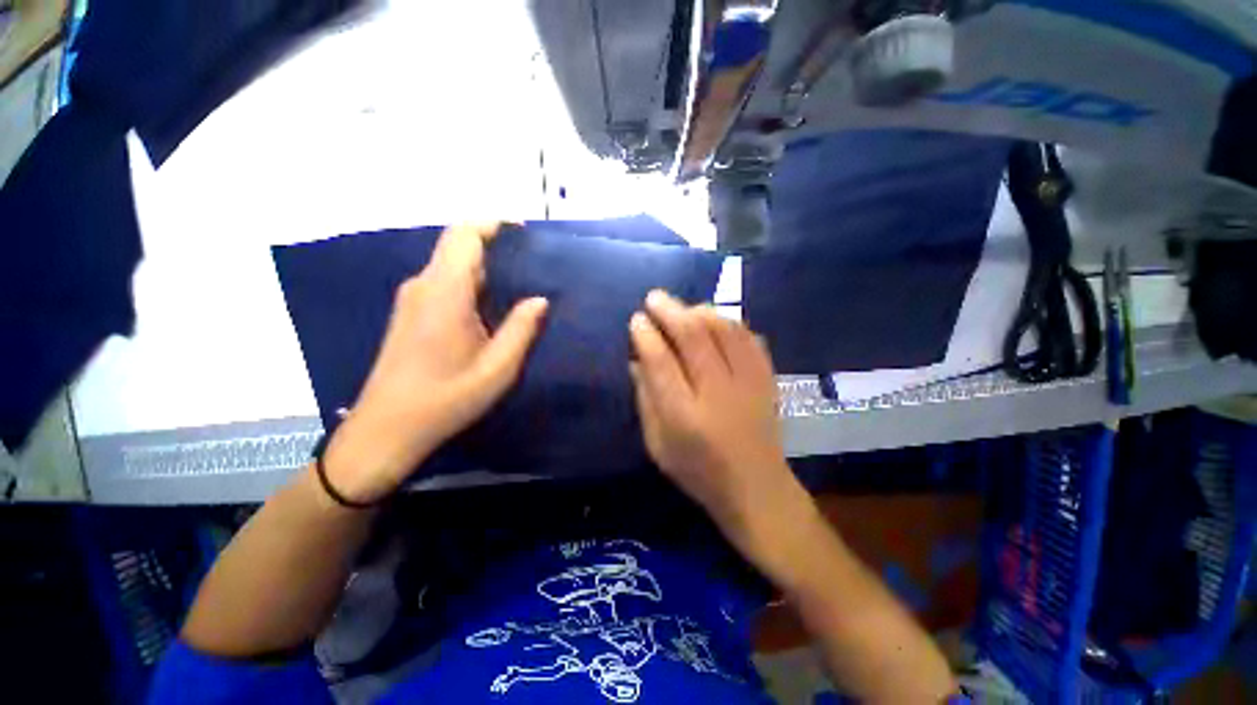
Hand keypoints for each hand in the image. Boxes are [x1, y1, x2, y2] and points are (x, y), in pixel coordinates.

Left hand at [323, 223, 548, 502]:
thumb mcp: (497, 369)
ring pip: (452, 265)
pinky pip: (445, 282)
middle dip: (495, 245)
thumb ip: (521, 329)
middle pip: (458, 246)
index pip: (464, 235)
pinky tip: (492, 305)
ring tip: (520, 283)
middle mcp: (424, 286)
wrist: (387, 429)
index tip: (524, 231)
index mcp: (444, 293)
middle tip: (533, 263)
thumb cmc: (446, 399)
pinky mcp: (411, 313)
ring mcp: (413, 299)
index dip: (493, 224)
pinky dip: (471, 281)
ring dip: (485, 265)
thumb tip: (540, 299)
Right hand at [629, 291, 815, 563]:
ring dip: (700, 311)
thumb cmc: (699, 472)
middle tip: (654, 298)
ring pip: (724, 330)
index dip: (645, 335)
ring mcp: (747, 384)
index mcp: (683, 416)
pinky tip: (716, 320)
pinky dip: (730, 322)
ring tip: (684, 308)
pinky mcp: (767, 380)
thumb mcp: (657, 445)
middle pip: (692, 336)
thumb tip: (636, 360)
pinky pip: (749, 338)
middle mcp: (716, 394)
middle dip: (669, 310)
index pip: (660, 361)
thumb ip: (645, 400)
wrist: (757, 489)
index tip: (636, 320)